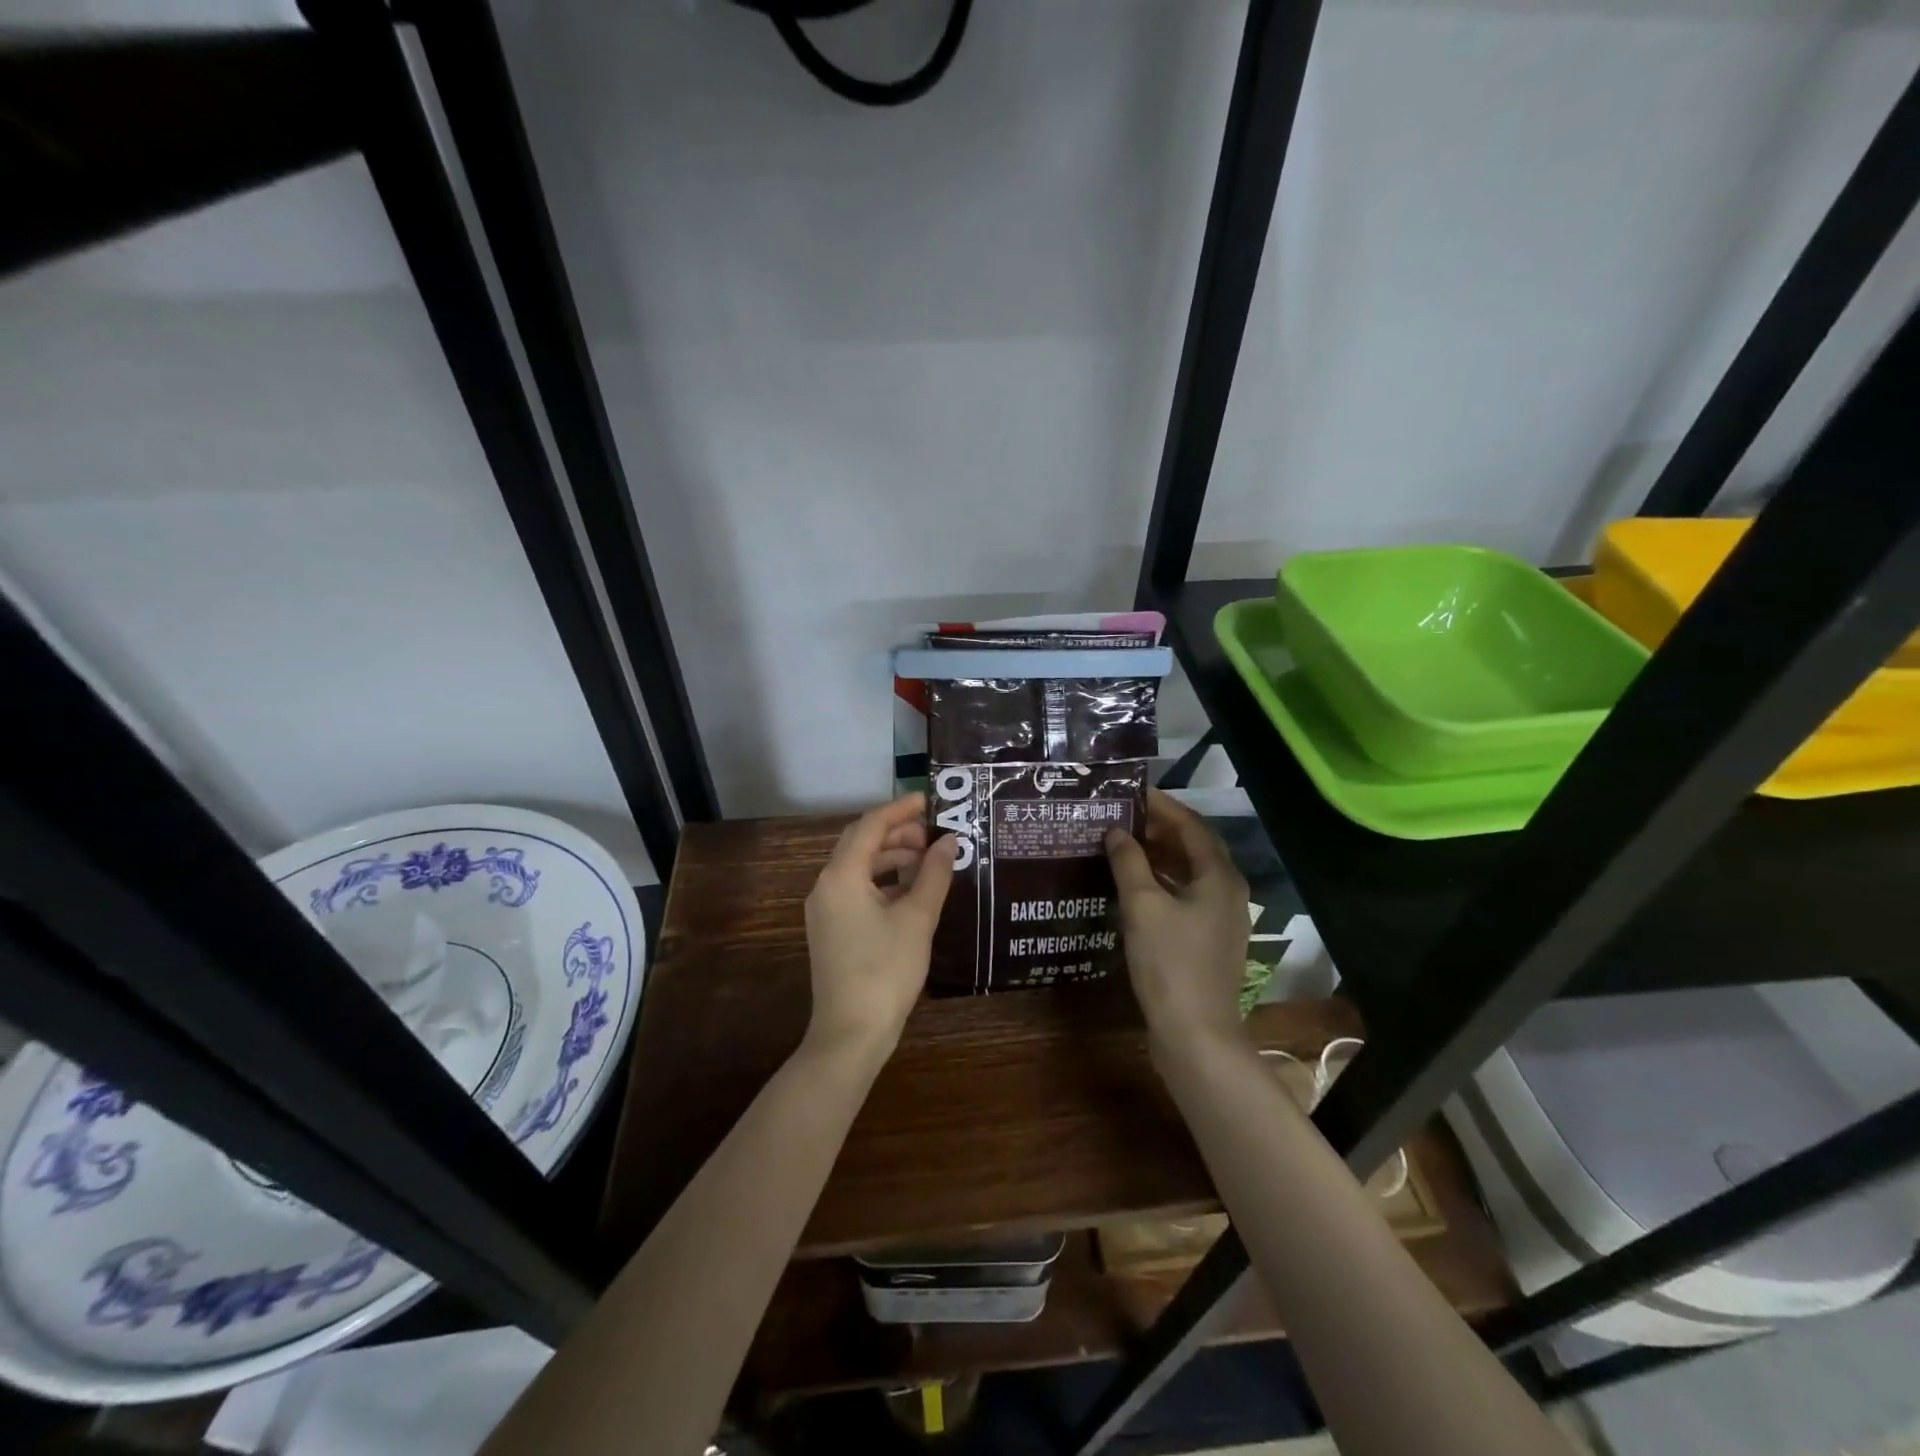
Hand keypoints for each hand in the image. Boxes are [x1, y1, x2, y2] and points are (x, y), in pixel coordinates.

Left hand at [803, 793, 956, 1063]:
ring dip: (891, 857)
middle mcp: (826, 885)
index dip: (901, 809)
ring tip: (928, 859)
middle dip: (897, 833)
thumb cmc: (886, 970)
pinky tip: (911, 891)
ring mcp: (825, 909)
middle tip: (934, 832)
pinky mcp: (832, 930)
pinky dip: (883, 882)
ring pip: (858, 867)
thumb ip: (934, 874)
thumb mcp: (918, 918)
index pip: (870, 826)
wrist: (851, 1034)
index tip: (931, 800)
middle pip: (860, 843)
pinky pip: (856, 889)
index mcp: (841, 875)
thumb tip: (950, 841)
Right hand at [1106, 789, 1249, 1051]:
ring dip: (1158, 855)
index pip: (1190, 825)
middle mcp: (1227, 891)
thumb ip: (1128, 862)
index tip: (1130, 792)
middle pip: (1193, 846)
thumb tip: (1116, 832)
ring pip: (1189, 873)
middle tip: (1120, 817)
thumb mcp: (1142, 906)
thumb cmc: (1169, 962)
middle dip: (1158, 828)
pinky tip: (1133, 886)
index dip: (1161, 806)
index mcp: (1218, 876)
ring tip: (1121, 844)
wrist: (1195, 1034)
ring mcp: (1221, 918)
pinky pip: (1185, 896)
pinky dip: (1161, 882)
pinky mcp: (1209, 940)